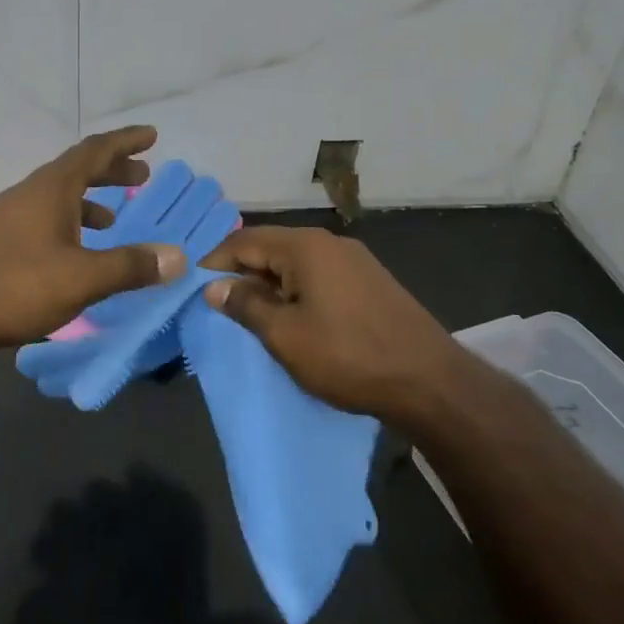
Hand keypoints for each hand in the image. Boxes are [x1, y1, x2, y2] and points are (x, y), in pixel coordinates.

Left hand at [0, 127, 186, 358]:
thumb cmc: (13, 288)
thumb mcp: (81, 279)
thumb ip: (130, 266)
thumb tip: (177, 257)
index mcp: (51, 189)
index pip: (94, 150)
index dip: (125, 141)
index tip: (151, 135)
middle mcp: (29, 193)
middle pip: (76, 169)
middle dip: (112, 169)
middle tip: (142, 174)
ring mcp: (8, 216)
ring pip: (58, 195)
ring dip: (90, 198)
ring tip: (115, 217)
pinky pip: (44, 217)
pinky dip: (69, 222)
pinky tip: (74, 252)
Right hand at [201, 226, 469, 427]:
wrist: (430, 382)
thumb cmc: (348, 356)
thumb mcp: (285, 336)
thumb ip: (246, 306)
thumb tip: (214, 286)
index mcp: (305, 246)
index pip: (244, 241)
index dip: (214, 262)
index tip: (193, 288)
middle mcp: (329, 242)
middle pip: (271, 247)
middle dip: (241, 273)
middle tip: (218, 305)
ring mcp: (355, 260)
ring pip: (296, 263)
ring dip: (269, 284)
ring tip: (250, 314)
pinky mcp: (370, 281)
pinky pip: (319, 275)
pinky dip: (296, 290)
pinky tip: (292, 316)